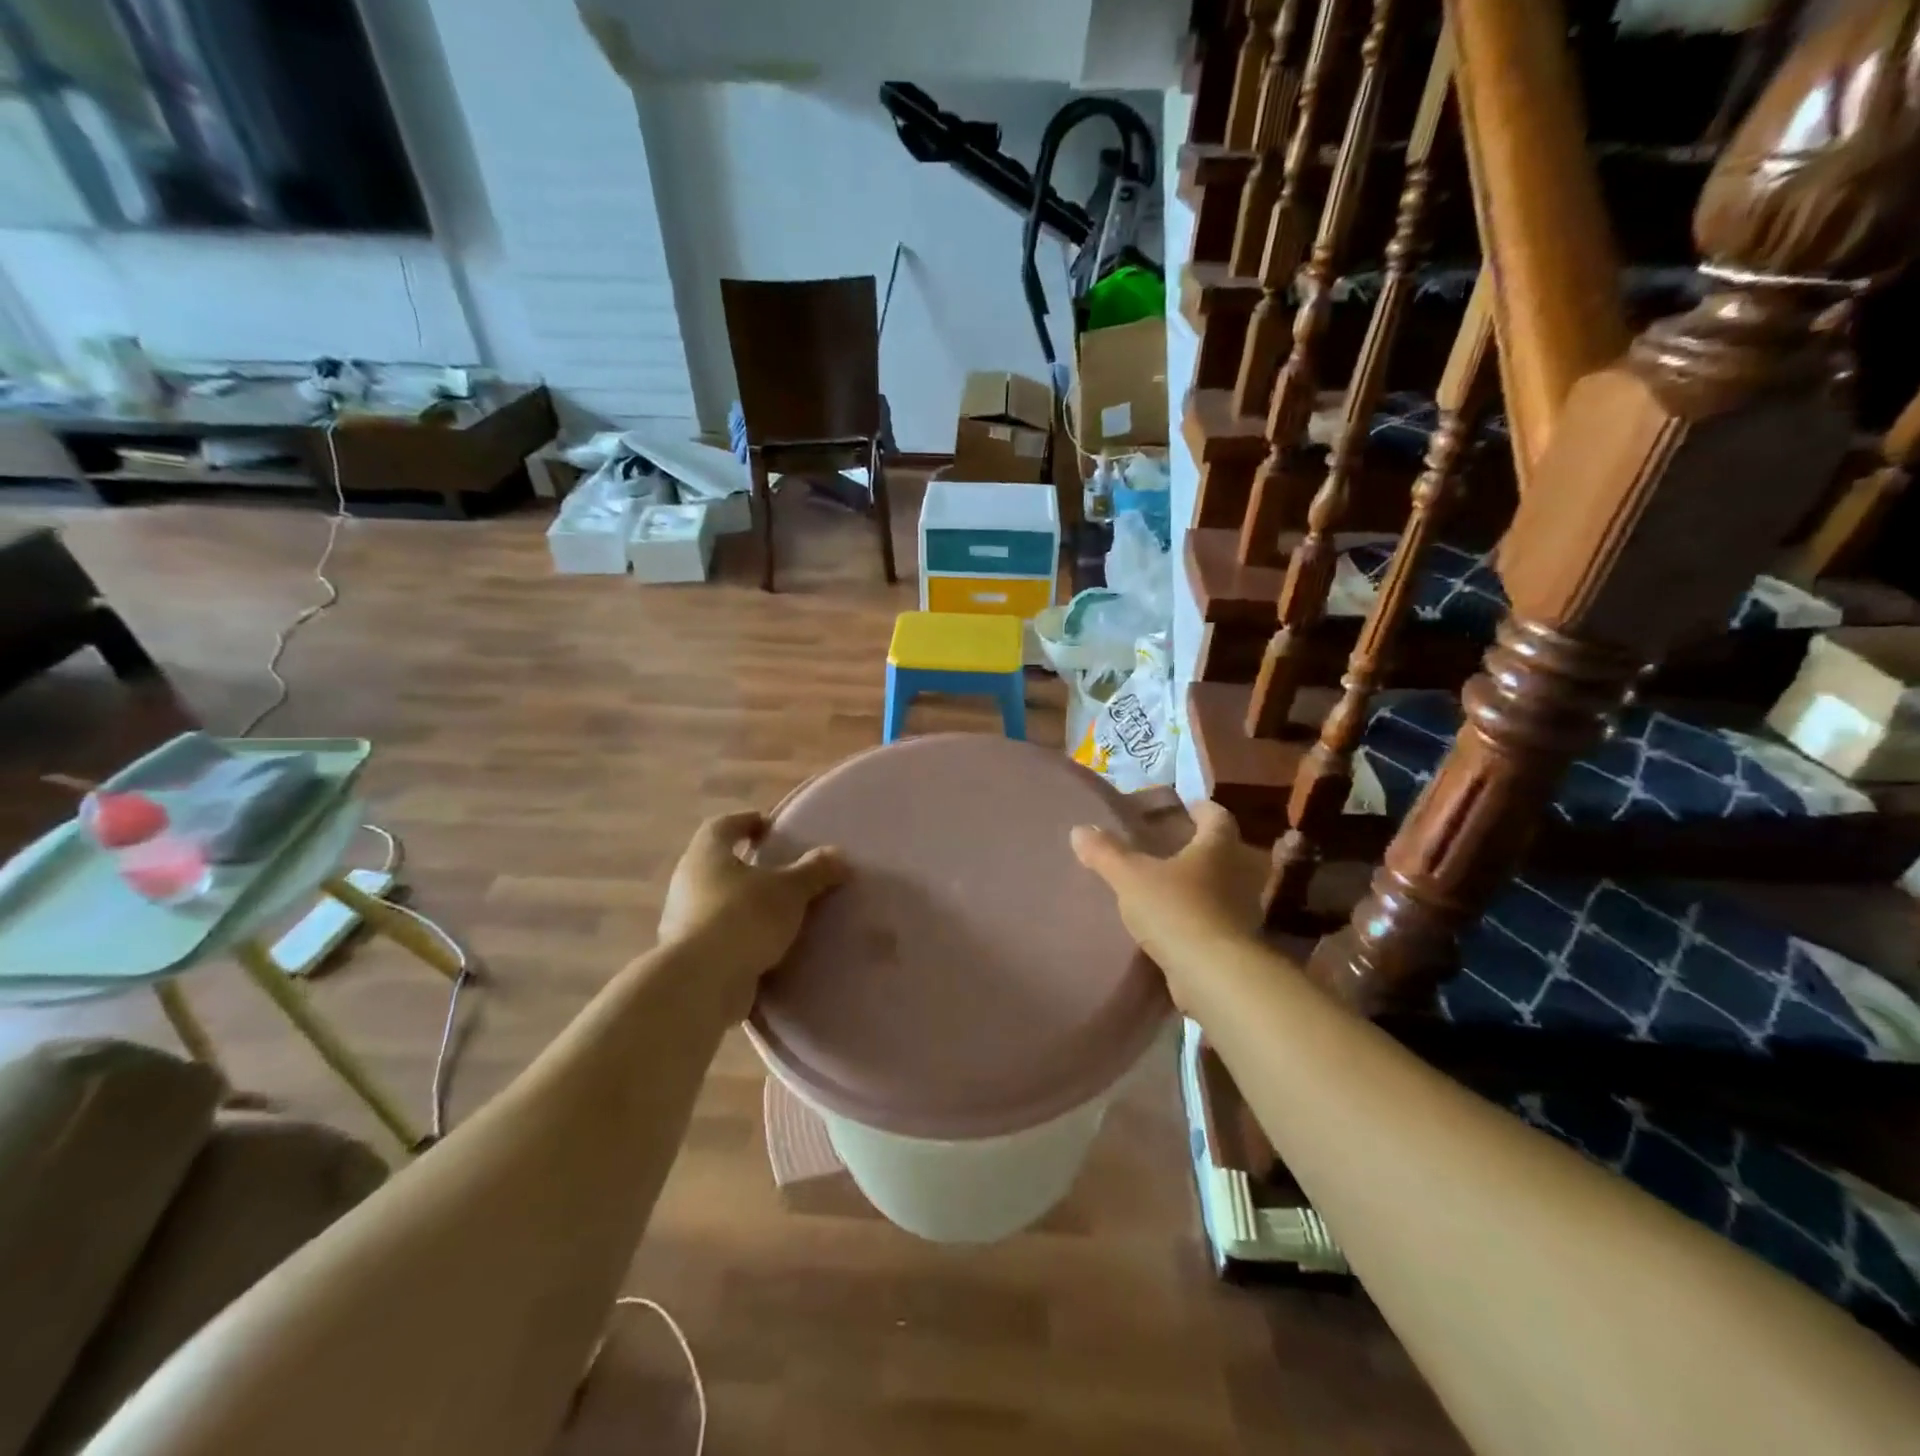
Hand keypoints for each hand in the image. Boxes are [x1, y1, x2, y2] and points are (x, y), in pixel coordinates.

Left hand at [658, 810, 846, 1015]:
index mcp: (707, 854)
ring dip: (744, 904)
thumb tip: (839, 855)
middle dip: (748, 866)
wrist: (700, 984)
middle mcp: (688, 881)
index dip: (747, 822)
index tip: (770, 828)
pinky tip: (766, 948)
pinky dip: (740, 938)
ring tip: (779, 914)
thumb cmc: (743, 918)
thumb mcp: (790, 890)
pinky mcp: (688, 955)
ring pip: (717, 902)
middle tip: (780, 872)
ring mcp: (682, 920)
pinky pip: (719, 936)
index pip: (723, 825)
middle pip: (718, 864)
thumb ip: (815, 871)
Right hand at [1071, 802, 1265, 1012]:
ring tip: (1172, 884)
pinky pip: (1221, 918)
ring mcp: (1244, 909)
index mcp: (1218, 847)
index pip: (1217, 816)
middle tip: (1174, 846)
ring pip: (1227, 885)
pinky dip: (1204, 914)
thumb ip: (1106, 852)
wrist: (1213, 973)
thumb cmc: (1175, 909)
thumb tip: (1080, 830)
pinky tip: (1178, 921)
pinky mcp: (1238, 941)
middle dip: (1204, 846)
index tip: (1184, 809)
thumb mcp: (1130, 876)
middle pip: (1228, 850)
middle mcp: (1240, 872)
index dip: (1201, 809)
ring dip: (1205, 882)